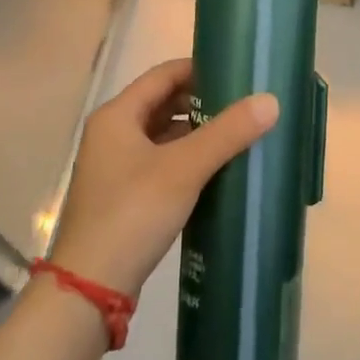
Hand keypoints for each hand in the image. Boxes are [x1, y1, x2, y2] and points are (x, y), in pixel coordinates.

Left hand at [46, 58, 277, 297]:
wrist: (89, 289)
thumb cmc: (133, 213)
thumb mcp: (184, 168)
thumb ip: (227, 133)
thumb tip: (270, 101)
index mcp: (117, 115)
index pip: (164, 74)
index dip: (201, 69)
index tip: (239, 74)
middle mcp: (112, 133)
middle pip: (164, 103)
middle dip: (204, 103)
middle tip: (244, 107)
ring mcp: (116, 166)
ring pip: (164, 135)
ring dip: (197, 133)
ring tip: (239, 136)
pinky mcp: (124, 196)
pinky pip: (162, 163)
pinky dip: (188, 160)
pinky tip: (217, 170)